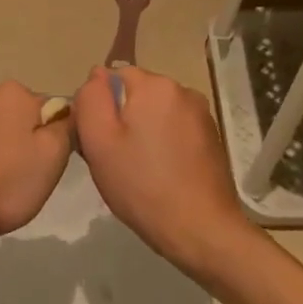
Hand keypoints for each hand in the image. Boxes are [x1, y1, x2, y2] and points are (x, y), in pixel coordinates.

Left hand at [0, 82, 72, 255]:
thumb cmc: (5, 183)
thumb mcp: (53, 156)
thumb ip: (66, 127)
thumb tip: (64, 114)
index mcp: (13, 92)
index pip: (50, 109)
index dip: (55, 139)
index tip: (47, 164)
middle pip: (19, 118)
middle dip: (25, 142)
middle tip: (25, 176)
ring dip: (0, 151)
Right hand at [71, 65, 253, 283]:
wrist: (199, 228)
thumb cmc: (141, 185)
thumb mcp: (99, 141)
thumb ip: (91, 99)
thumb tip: (96, 75)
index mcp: (155, 85)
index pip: (112, 77)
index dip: (98, 106)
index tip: (96, 140)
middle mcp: (183, 91)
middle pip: (136, 94)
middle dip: (121, 119)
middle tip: (112, 159)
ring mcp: (202, 115)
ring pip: (155, 114)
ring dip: (141, 133)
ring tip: (135, 170)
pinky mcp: (211, 138)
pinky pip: (174, 130)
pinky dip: (162, 145)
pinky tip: (158, 175)